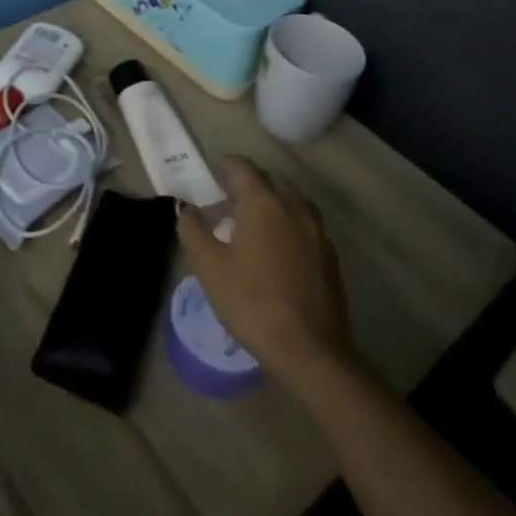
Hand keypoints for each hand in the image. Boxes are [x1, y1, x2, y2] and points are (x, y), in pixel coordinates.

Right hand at [176, 156, 358, 391]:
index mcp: (263, 202)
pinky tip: (276, 247)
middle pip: (269, 180)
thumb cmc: (253, 303)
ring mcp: (317, 231)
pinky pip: (305, 223)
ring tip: (252, 220)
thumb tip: (185, 207)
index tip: (210, 166)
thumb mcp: (209, 267)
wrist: (312, 352)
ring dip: (271, 200)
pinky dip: (287, 221)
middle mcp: (293, 206)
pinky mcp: (330, 256)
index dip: (224, 163)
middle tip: (226, 197)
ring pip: (291, 200)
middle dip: (248, 182)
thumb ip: (193, 230)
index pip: (242, 167)